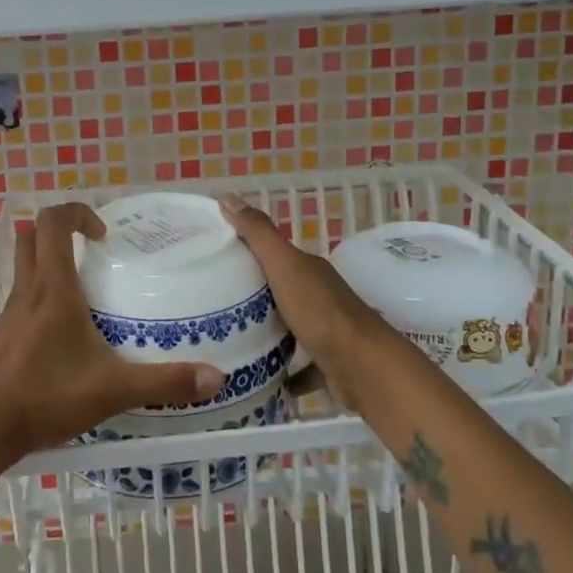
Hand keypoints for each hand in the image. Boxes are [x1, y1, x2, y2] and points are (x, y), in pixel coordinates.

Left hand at [0, 203, 225, 465]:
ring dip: (49, 264)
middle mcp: (26, 293)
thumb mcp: (112, 390)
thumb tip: (217, 378)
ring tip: (85, 292)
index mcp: (52, 290)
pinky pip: (20, 301)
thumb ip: (164, 382)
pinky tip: (63, 335)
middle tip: (93, 253)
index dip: (78, 213)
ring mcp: (7, 315)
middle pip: (31, 238)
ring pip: (23, 268)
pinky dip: (40, 299)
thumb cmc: (43, 397)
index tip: (104, 235)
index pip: (53, 222)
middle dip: (61, 233)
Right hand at [220, 194, 401, 412]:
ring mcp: (325, 331)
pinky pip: (299, 366)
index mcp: (308, 270)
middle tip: (210, 304)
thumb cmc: (320, 313)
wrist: (363, 368)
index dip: (244, 252)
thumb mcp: (284, 266)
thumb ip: (258, 234)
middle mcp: (319, 297)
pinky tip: (258, 376)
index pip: (272, 254)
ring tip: (228, 341)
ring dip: (266, 333)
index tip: (210, 258)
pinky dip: (282, 370)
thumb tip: (227, 196)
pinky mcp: (326, 364)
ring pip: (289, 328)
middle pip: (279, 291)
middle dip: (250, 296)